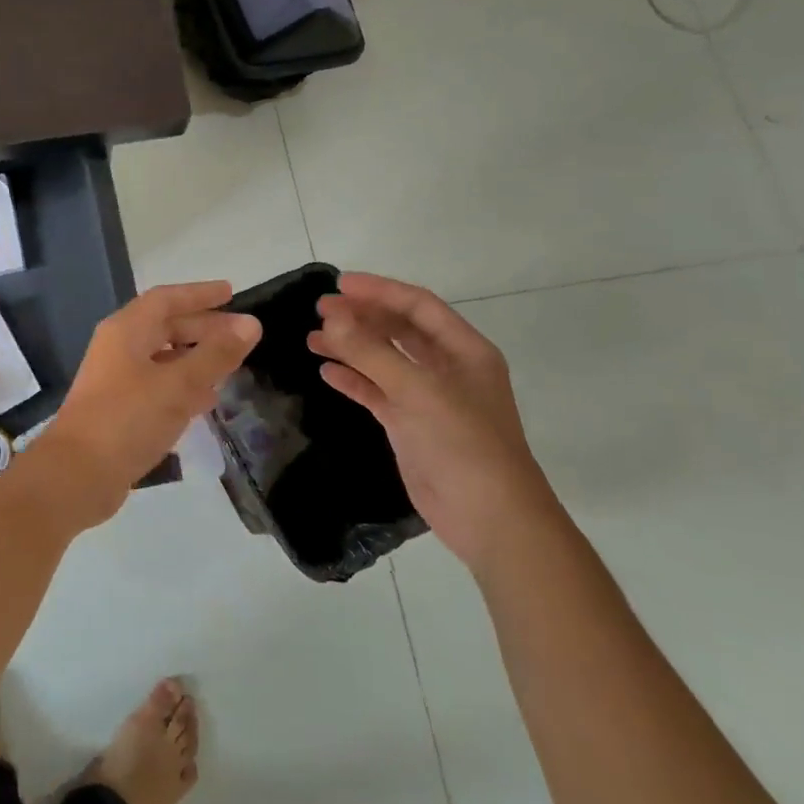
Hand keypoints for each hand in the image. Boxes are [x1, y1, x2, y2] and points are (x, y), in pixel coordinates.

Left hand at [33, 281, 260, 532]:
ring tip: (231, 365)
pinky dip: (183, 386)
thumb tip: (250, 324)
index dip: (199, 294)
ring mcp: (117, 380)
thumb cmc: (127, 419)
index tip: (231, 293)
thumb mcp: (178, 385)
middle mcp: (119, 348)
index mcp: (126, 331)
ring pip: (163, 358)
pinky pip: (158, 386)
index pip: (166, 299)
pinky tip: (206, 400)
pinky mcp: (119, 410)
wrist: (77, 475)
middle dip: (203, 328)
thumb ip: (215, 355)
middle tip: (241, 335)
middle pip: (165, 327)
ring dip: (195, 358)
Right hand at [307, 272, 561, 572]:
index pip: (417, 305)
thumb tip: (331, 318)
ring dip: (351, 347)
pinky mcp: (411, 426)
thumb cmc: (464, 444)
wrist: (490, 519)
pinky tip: (327, 372)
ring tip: (312, 339)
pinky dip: (353, 380)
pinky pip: (377, 392)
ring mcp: (428, 398)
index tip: (339, 285)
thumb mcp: (418, 391)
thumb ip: (371, 352)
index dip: (379, 290)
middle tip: (319, 310)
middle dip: (360, 317)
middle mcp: (447, 368)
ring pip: (384, 360)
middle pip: (398, 330)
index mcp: (464, 350)